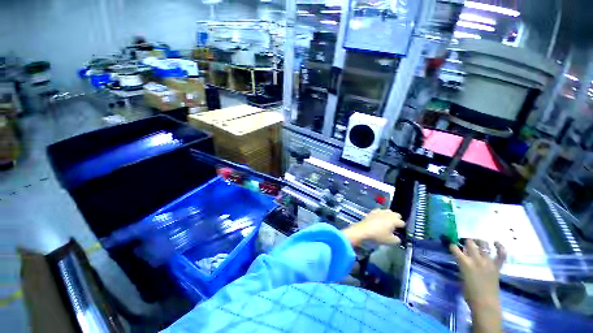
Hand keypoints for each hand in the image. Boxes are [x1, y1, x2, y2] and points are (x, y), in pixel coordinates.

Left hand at [343, 209, 404, 245]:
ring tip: (387, 221)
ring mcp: (380, 211)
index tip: (399, 231)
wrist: (363, 230)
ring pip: (388, 211)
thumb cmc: (378, 235)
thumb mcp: (390, 241)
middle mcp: (388, 214)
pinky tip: (379, 218)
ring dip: (389, 215)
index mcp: (394, 220)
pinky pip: (379, 211)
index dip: (402, 227)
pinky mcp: (373, 211)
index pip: (402, 222)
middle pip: (396, 214)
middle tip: (394, 226)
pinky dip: (381, 214)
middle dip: (397, 219)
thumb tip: (398, 238)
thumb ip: (397, 239)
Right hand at [450, 240, 506, 332]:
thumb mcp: (461, 276)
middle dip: (466, 241)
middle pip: (470, 243)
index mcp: (464, 263)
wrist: (485, 303)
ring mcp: (488, 262)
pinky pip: (501, 255)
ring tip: (477, 241)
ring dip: (480, 242)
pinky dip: (500, 247)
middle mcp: (476, 259)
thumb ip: (462, 265)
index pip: (454, 248)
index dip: (452, 245)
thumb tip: (461, 258)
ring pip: (484, 245)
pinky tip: (496, 242)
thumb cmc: (469, 292)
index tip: (452, 246)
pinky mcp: (497, 267)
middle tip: (465, 243)